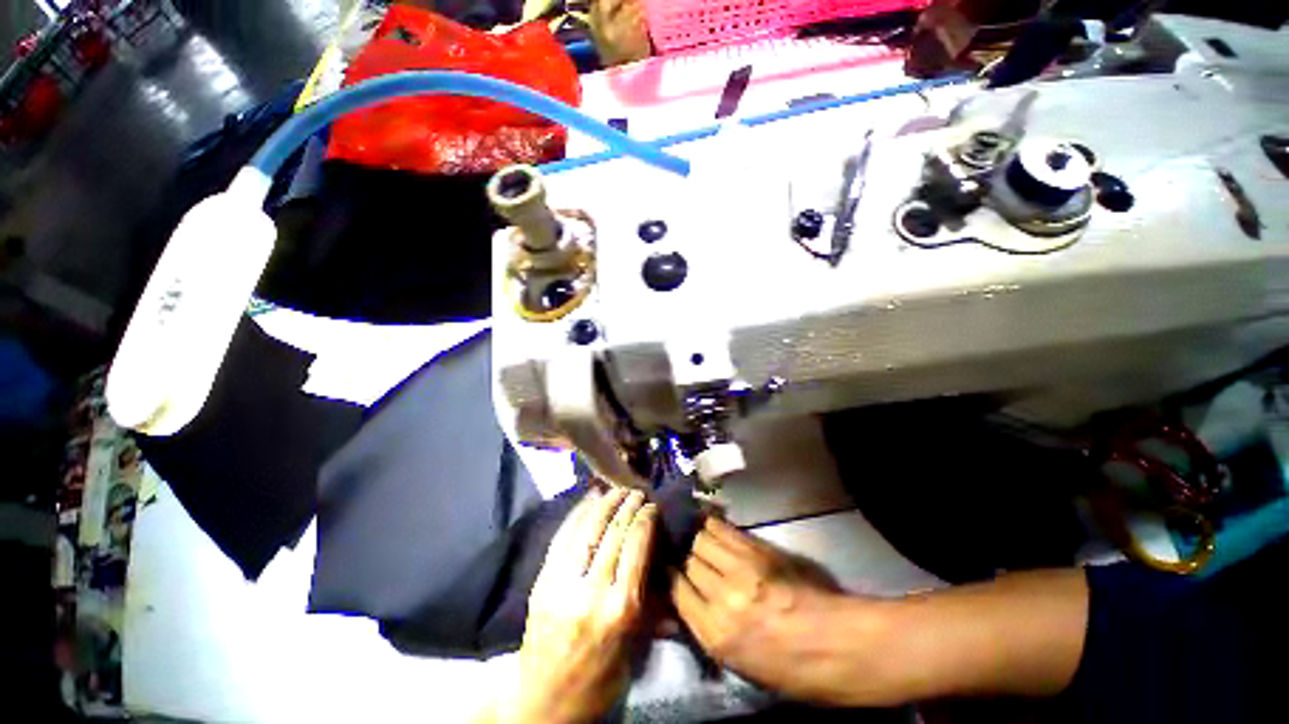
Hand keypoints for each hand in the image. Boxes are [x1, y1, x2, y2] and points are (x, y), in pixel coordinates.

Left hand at [504, 488, 657, 723]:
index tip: (652, 505)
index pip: (636, 548)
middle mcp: (590, 590)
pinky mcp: (542, 580)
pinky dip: (577, 513)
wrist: (543, 701)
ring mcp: (562, 582)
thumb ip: (648, 600)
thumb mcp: (634, 645)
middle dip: (627, 506)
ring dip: (604, 503)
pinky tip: (588, 499)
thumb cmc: (599, 678)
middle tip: (637, 491)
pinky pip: (563, 537)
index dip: (645, 520)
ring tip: (616, 489)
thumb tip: (662, 560)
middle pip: (613, 533)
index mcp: (619, 609)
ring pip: (587, 528)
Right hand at [670, 516, 867, 703]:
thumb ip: (710, 630)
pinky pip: (725, 530)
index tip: (670, 569)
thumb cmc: (794, 669)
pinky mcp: (758, 551)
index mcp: (715, 635)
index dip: (670, 576)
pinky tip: (710, 523)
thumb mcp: (742, 665)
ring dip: (698, 538)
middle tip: (685, 552)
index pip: (675, 590)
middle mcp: (721, 598)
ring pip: (702, 539)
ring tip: (698, 536)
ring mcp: (741, 570)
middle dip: (684, 556)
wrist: (840, 647)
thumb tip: (688, 604)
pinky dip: (714, 525)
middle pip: (688, 560)